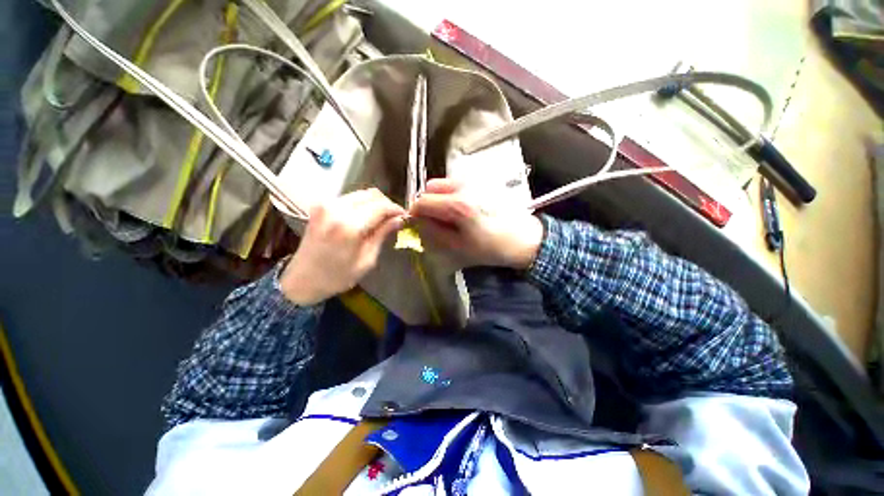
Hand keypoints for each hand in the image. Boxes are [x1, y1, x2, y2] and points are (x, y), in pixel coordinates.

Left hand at [280, 189, 404, 304]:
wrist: (301, 280)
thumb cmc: (337, 277)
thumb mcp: (366, 260)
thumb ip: (382, 235)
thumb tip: (399, 220)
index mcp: (349, 226)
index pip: (381, 206)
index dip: (396, 209)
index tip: (405, 216)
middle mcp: (336, 209)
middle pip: (371, 194)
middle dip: (387, 204)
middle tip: (394, 217)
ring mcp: (325, 205)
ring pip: (360, 194)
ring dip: (375, 203)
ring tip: (382, 218)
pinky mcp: (320, 206)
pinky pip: (349, 198)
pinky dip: (362, 204)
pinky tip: (366, 217)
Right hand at [410, 179, 543, 269]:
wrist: (524, 239)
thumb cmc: (492, 247)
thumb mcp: (459, 247)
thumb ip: (434, 233)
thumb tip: (418, 222)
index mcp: (458, 205)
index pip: (422, 201)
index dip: (415, 213)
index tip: (418, 224)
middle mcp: (464, 186)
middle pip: (430, 187)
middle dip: (428, 203)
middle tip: (436, 221)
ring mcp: (474, 180)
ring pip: (443, 183)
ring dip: (439, 198)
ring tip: (450, 215)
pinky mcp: (482, 181)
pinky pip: (456, 183)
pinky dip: (451, 194)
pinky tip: (462, 209)